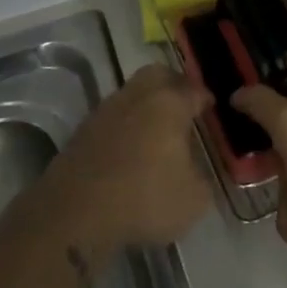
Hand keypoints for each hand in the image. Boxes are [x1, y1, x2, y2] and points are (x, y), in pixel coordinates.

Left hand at [51, 64, 213, 251]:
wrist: (75, 213)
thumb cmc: (144, 198)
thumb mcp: (193, 199)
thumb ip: (202, 178)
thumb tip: (197, 170)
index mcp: (169, 104)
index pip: (194, 90)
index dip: (205, 99)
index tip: (211, 108)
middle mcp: (137, 96)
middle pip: (158, 75)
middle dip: (173, 84)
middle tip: (183, 104)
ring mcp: (106, 110)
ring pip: (132, 93)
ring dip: (145, 104)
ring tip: (155, 129)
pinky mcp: (83, 130)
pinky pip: (112, 117)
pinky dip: (125, 124)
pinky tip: (129, 147)